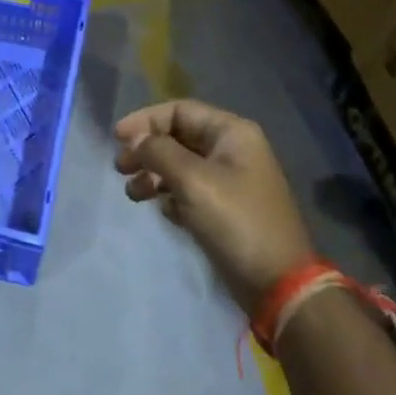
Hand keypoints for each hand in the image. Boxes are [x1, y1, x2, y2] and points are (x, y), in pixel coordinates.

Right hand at [113, 100, 314, 313]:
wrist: (278, 284)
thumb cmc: (236, 222)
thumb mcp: (193, 181)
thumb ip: (159, 152)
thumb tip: (136, 139)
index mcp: (232, 133)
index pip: (179, 110)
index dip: (145, 120)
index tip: (117, 138)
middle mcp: (232, 150)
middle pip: (178, 137)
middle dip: (147, 149)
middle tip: (121, 168)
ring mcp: (230, 181)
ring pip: (181, 165)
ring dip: (153, 175)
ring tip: (133, 194)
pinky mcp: (225, 209)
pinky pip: (189, 190)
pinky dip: (170, 196)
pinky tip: (163, 211)